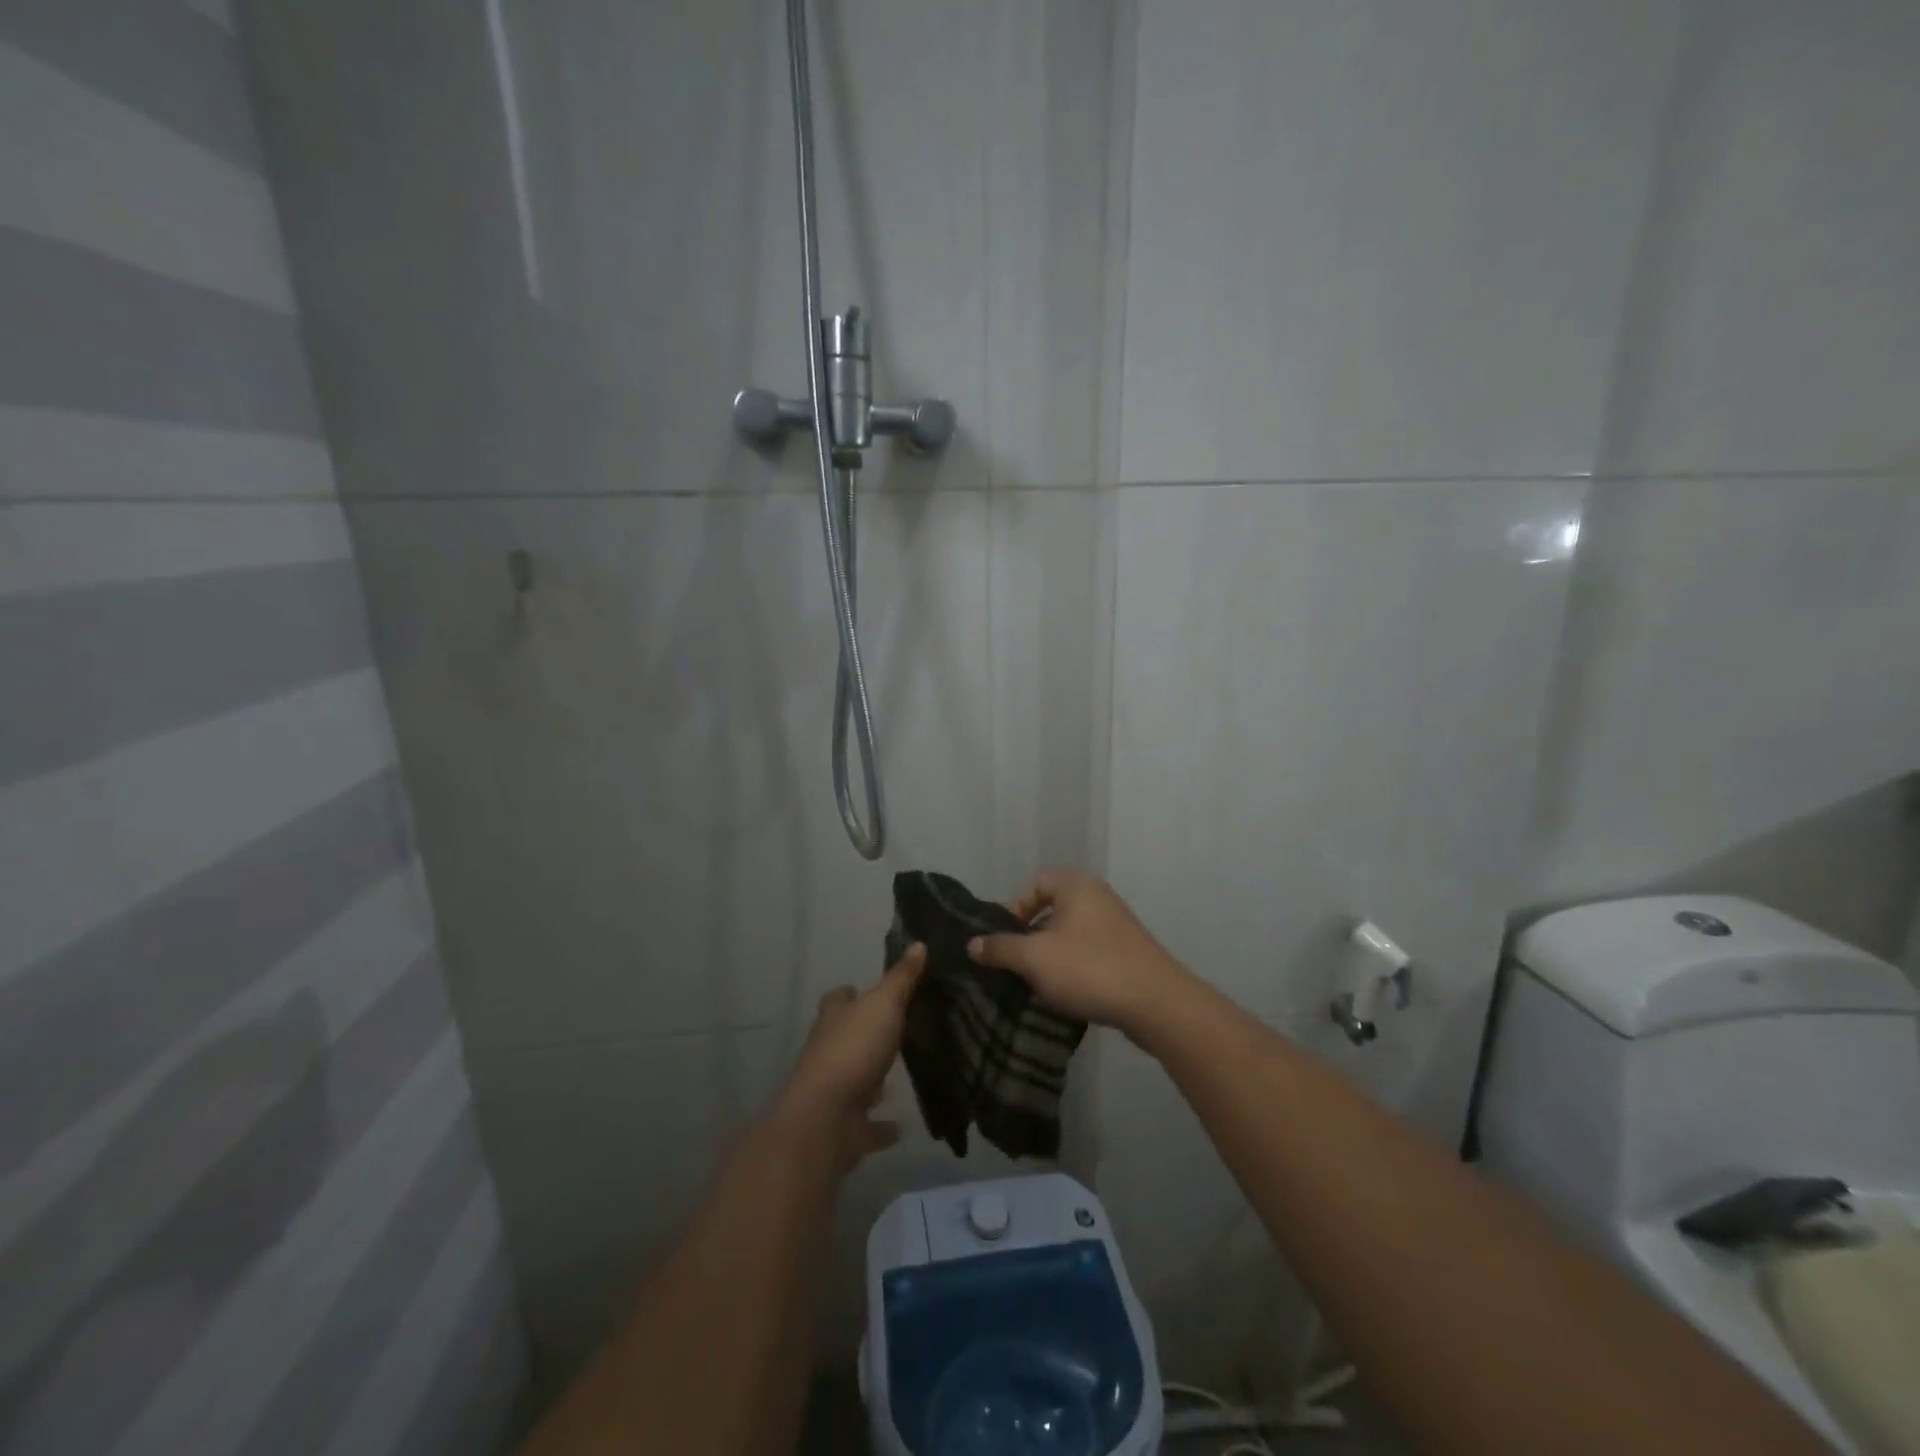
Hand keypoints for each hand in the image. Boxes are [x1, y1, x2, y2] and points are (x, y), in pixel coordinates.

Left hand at [775, 944, 924, 1168]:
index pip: (839, 998)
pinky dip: (881, 1126)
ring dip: (872, 1078)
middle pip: (845, 1036)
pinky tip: (900, 1126)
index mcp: (834, 1019)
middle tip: (897, 1029)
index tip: (868, 990)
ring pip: (854, 1078)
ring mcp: (834, 1090)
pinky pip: (866, 1124)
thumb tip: (919, 944)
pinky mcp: (844, 1126)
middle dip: (864, 1033)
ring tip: (901, 1073)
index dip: (851, 993)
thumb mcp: (884, 1004)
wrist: (826, 1119)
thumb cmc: (854, 1050)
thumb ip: (902, 978)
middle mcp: (828, 1051)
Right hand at [967, 872, 1190, 1036]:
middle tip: (1016, 964)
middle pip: (1052, 909)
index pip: (1035, 884)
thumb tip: (972, 944)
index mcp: (1076, 886)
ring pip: (1071, 934)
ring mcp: (1117, 926)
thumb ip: (1000, 948)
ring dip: (1051, 956)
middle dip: (1030, 937)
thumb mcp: (1034, 958)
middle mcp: (1098, 898)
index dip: (1014, 909)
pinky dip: (1074, 968)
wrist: (1156, 1003)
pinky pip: (1090, 953)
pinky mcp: (1128, 953)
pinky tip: (1066, 993)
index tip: (1004, 940)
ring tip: (1037, 983)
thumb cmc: (1089, 968)